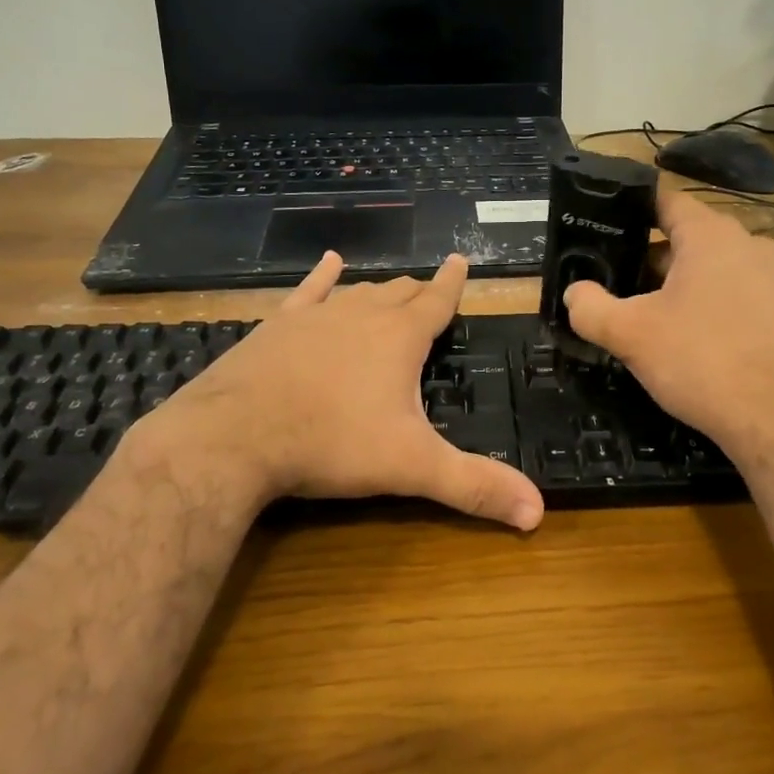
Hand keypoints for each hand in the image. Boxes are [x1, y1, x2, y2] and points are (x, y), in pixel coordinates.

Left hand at [132, 253, 544, 530]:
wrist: (236, 436)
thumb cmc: (332, 443)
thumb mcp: (412, 467)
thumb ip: (474, 486)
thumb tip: (538, 514)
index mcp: (400, 337)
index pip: (437, 300)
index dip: (453, 282)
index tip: (461, 259)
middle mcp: (362, 314)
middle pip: (399, 293)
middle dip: (419, 292)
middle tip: (430, 293)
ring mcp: (317, 315)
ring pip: (359, 292)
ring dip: (379, 291)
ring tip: (392, 289)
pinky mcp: (278, 325)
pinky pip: (307, 291)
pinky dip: (322, 276)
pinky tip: (329, 261)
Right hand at [562, 191, 773, 460]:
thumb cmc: (702, 362)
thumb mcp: (631, 334)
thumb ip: (591, 307)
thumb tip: (574, 293)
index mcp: (710, 234)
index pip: (662, 200)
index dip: (626, 210)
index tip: (596, 227)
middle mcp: (746, 244)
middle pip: (682, 237)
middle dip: (643, 258)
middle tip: (608, 282)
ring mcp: (769, 278)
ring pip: (705, 268)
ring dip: (671, 285)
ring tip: (638, 314)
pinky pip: (728, 293)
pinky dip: (700, 305)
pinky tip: (680, 340)